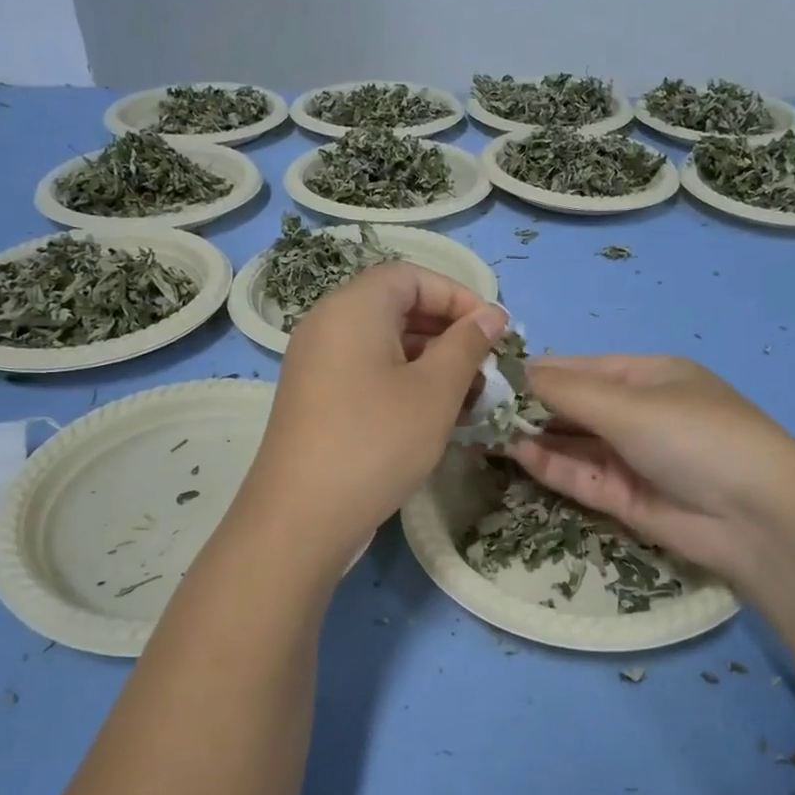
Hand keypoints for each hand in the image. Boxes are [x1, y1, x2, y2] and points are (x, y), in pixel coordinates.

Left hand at [244, 262, 508, 564]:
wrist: (302, 517)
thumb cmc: (377, 442)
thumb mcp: (435, 391)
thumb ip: (467, 344)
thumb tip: (492, 313)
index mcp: (353, 308)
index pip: (411, 276)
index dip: (458, 296)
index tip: (492, 331)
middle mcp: (328, 325)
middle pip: (396, 307)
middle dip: (448, 331)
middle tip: (485, 367)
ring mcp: (317, 363)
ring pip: (384, 344)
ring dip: (431, 361)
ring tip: (469, 397)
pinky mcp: (317, 398)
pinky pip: (367, 371)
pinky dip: (404, 381)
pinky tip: (434, 415)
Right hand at [509, 355, 794, 584]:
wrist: (757, 519)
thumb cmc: (695, 437)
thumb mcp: (630, 405)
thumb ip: (568, 391)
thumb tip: (516, 371)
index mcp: (649, 376)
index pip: (580, 369)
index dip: (536, 372)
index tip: (487, 375)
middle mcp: (639, 413)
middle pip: (574, 406)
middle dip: (529, 407)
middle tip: (474, 407)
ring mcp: (632, 457)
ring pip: (573, 443)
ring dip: (534, 437)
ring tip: (483, 430)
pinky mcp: (625, 498)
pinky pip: (580, 475)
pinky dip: (550, 465)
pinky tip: (516, 453)